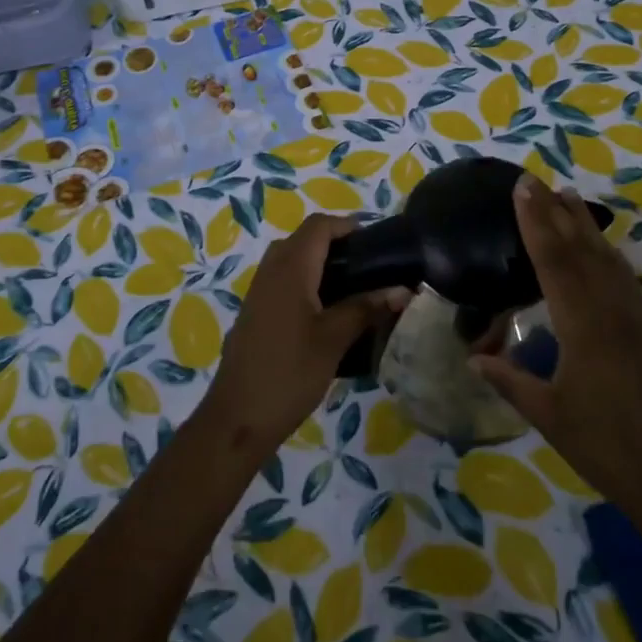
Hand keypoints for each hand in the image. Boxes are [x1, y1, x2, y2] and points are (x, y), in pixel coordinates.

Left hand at [198, 215, 409, 458]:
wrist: (239, 417)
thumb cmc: (290, 372)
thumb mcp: (334, 339)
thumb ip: (367, 308)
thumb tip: (403, 290)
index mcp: (290, 268)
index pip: (318, 225)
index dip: (347, 225)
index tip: (376, 242)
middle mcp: (270, 270)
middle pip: (303, 238)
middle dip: (335, 244)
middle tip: (368, 267)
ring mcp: (258, 291)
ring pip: (290, 259)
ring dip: (320, 264)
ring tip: (353, 289)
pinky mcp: (255, 312)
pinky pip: (282, 280)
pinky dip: (305, 282)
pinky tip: (325, 312)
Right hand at [470, 175, 641, 520]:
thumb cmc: (606, 447)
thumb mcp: (549, 415)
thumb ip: (510, 381)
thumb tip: (472, 360)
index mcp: (582, 326)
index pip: (553, 261)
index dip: (535, 222)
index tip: (522, 188)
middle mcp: (610, 311)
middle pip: (580, 249)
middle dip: (555, 211)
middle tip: (536, 179)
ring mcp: (633, 318)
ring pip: (605, 258)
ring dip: (584, 224)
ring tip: (568, 195)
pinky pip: (622, 277)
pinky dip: (606, 252)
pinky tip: (601, 247)